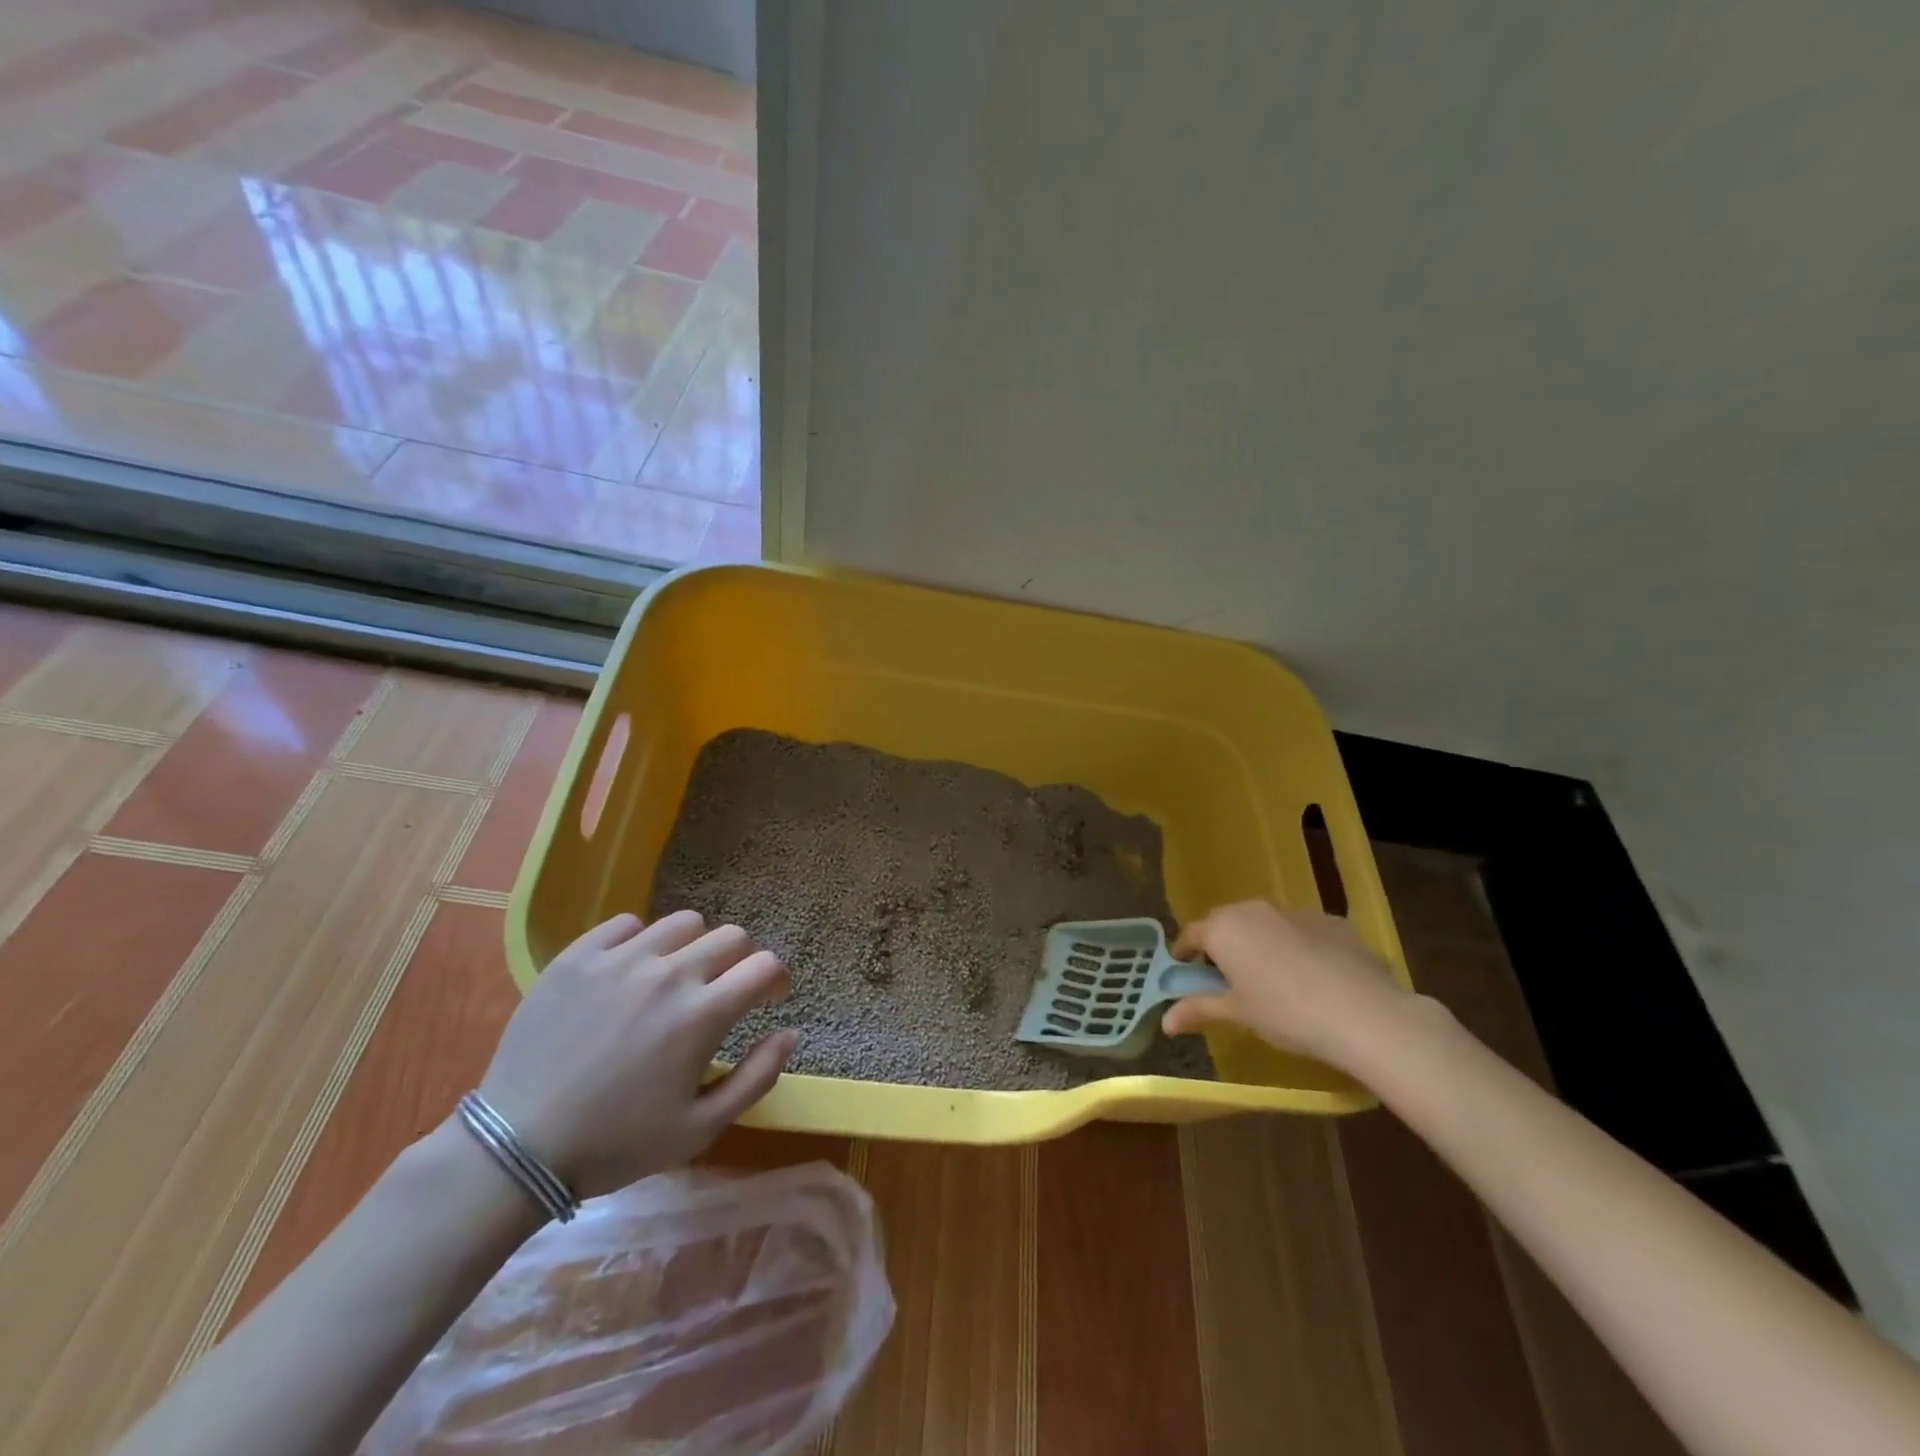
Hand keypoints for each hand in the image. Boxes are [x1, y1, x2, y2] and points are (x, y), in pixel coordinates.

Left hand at [475, 911, 795, 1196]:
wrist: (516, 1148)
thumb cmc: (616, 1145)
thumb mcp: (700, 1128)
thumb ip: (756, 1077)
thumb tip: (791, 1033)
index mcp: (703, 1014)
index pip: (764, 966)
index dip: (776, 979)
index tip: (768, 997)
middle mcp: (669, 973)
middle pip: (731, 936)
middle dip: (740, 961)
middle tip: (722, 990)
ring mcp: (621, 959)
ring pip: (683, 923)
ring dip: (693, 946)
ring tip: (675, 976)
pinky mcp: (578, 956)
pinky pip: (626, 924)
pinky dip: (640, 942)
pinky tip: (629, 972)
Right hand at [1163, 900, 1413, 1069]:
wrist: (1364, 1013)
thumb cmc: (1286, 1013)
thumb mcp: (1238, 1014)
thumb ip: (1199, 1010)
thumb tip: (1166, 1022)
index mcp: (1224, 928)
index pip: (1192, 934)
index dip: (1185, 953)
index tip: (1184, 972)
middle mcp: (1254, 910)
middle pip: (1227, 923)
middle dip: (1222, 946)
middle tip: (1227, 979)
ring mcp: (1295, 912)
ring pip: (1266, 924)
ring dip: (1260, 944)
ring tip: (1272, 979)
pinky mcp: (1332, 922)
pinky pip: (1302, 931)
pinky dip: (1298, 947)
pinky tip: (1313, 978)